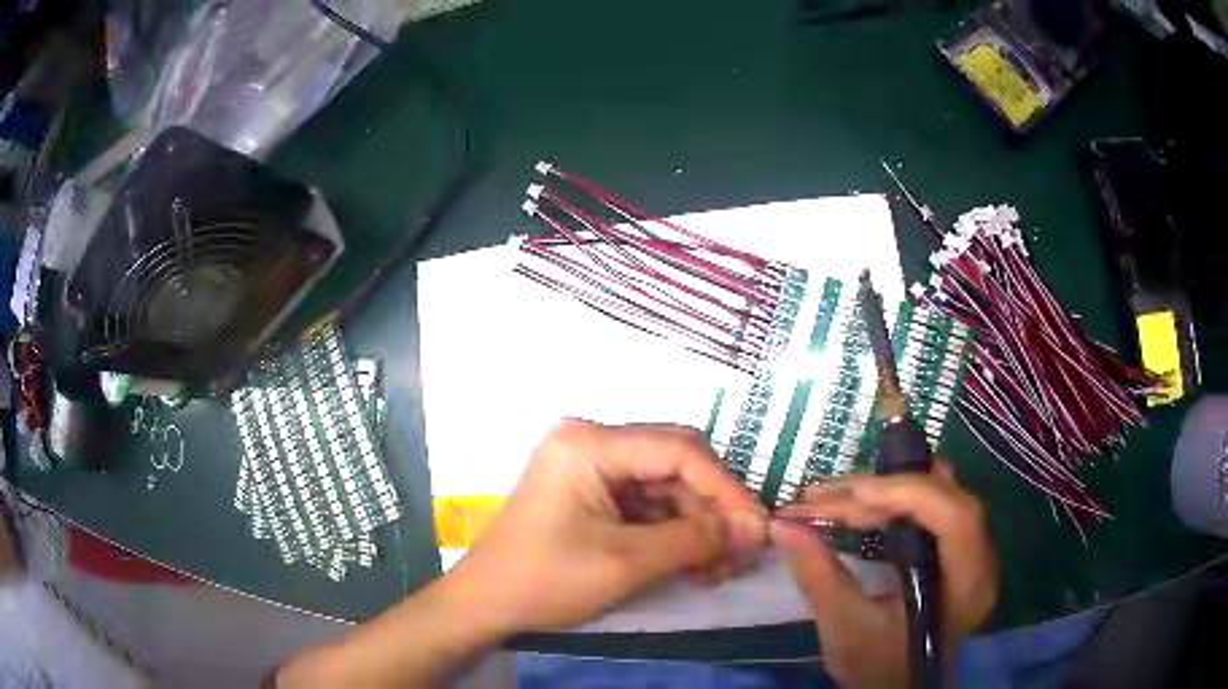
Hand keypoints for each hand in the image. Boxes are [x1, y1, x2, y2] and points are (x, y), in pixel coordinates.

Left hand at [451, 418, 768, 632]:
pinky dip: (674, 534)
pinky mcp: (594, 493)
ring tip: (719, 570)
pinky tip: (694, 565)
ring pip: (667, 488)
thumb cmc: (546, 579)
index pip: (680, 451)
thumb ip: (696, 539)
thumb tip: (755, 529)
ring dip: (697, 527)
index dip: (726, 489)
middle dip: (713, 510)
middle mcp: (593, 441)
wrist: (486, 604)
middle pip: (677, 465)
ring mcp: (592, 467)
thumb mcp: (627, 561)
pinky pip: (647, 506)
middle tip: (742, 551)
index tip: (758, 527)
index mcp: (590, 442)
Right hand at [771, 462, 997, 688]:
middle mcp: (982, 559)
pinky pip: (934, 506)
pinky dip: (899, 499)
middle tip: (827, 496)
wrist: (897, 687)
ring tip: (842, 496)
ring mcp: (974, 549)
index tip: (851, 495)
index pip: (954, 517)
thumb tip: (782, 526)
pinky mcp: (958, 548)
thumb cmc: (876, 668)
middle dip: (886, 490)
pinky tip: (869, 503)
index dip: (907, 494)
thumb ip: (818, 576)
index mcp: (967, 585)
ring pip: (940, 495)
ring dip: (890, 490)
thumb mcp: (844, 629)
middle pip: (945, 498)